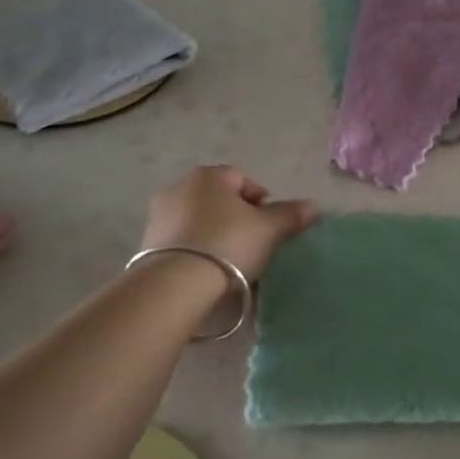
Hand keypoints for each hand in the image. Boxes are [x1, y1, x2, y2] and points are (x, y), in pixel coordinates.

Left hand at [139, 165, 317, 280]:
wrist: (175, 284)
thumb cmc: (228, 244)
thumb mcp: (268, 229)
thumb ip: (290, 215)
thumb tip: (313, 206)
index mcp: (210, 175)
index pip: (243, 180)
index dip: (261, 203)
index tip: (269, 228)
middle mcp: (180, 185)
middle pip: (219, 199)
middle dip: (236, 217)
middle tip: (252, 244)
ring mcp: (159, 213)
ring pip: (199, 219)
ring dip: (214, 233)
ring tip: (229, 261)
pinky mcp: (146, 242)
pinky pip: (181, 240)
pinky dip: (195, 249)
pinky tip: (206, 270)